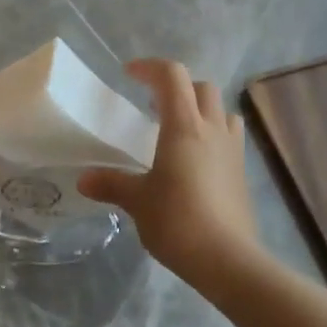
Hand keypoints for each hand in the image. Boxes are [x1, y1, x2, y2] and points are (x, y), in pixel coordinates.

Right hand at [77, 59, 259, 279]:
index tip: (129, 74)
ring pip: (222, 109)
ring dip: (201, 108)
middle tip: (153, 105)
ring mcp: (232, 149)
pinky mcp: (242, 172)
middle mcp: (212, 129)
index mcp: (184, 126)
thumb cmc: (177, 221)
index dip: (150, 67)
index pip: (172, 76)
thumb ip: (112, 184)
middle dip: (177, 86)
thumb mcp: (138, 202)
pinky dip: (213, 133)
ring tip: (178, 128)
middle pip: (202, 86)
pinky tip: (196, 159)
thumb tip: (84, 180)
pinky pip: (230, 136)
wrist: (228, 259)